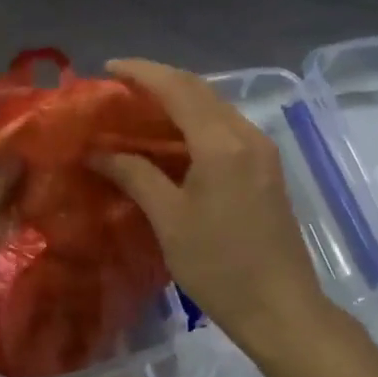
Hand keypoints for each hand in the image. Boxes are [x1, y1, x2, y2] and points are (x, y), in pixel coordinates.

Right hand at [93, 59, 353, 362]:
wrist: (280, 308)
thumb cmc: (219, 266)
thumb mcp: (169, 219)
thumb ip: (134, 175)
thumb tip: (96, 152)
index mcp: (221, 143)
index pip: (178, 89)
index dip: (141, 73)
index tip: (107, 68)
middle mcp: (246, 135)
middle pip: (199, 90)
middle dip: (158, 80)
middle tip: (118, 86)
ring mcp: (260, 151)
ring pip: (213, 107)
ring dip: (176, 99)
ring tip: (137, 107)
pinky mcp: (264, 168)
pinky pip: (224, 127)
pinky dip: (193, 121)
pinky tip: (169, 137)